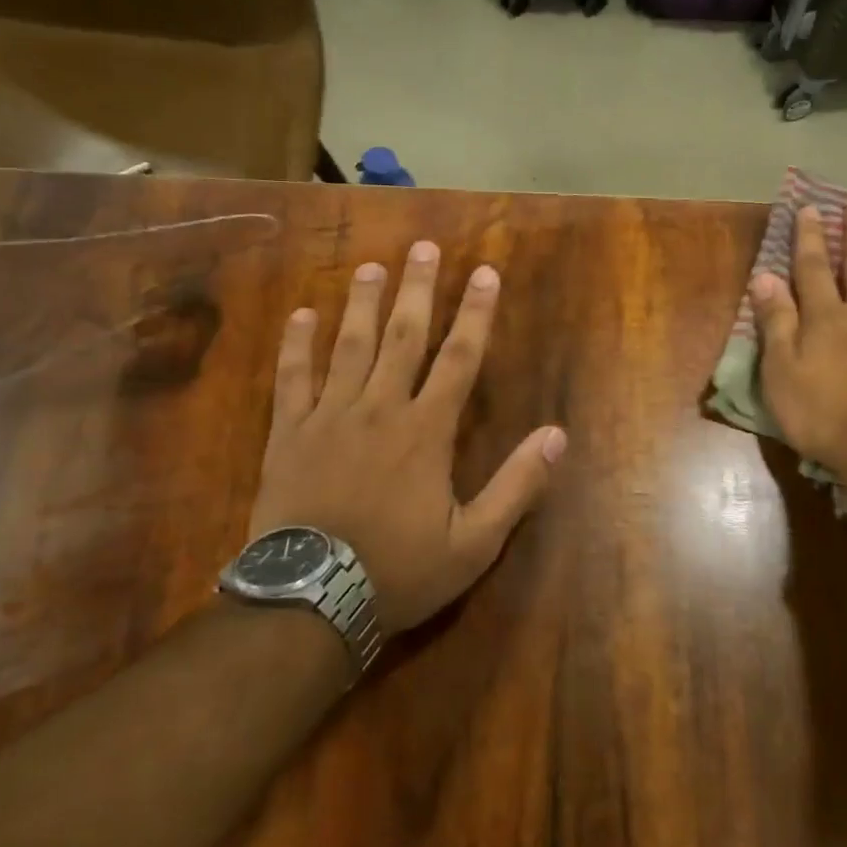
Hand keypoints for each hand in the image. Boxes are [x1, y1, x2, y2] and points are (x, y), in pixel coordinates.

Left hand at [247, 242, 566, 635]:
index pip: (459, 359)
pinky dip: (298, 345)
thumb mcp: (474, 543)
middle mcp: (379, 409)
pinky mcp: (289, 434)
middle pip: (403, 337)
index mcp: (426, 431)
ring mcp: (329, 417)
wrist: (310, 599)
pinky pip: (293, 379)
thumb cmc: (399, 571)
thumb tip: (557, 435)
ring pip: (349, 347)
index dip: (475, 314)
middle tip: (424, 247)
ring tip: (372, 267)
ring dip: (363, 304)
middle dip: (418, 290)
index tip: (485, 273)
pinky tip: (303, 315)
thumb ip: (516, 486)